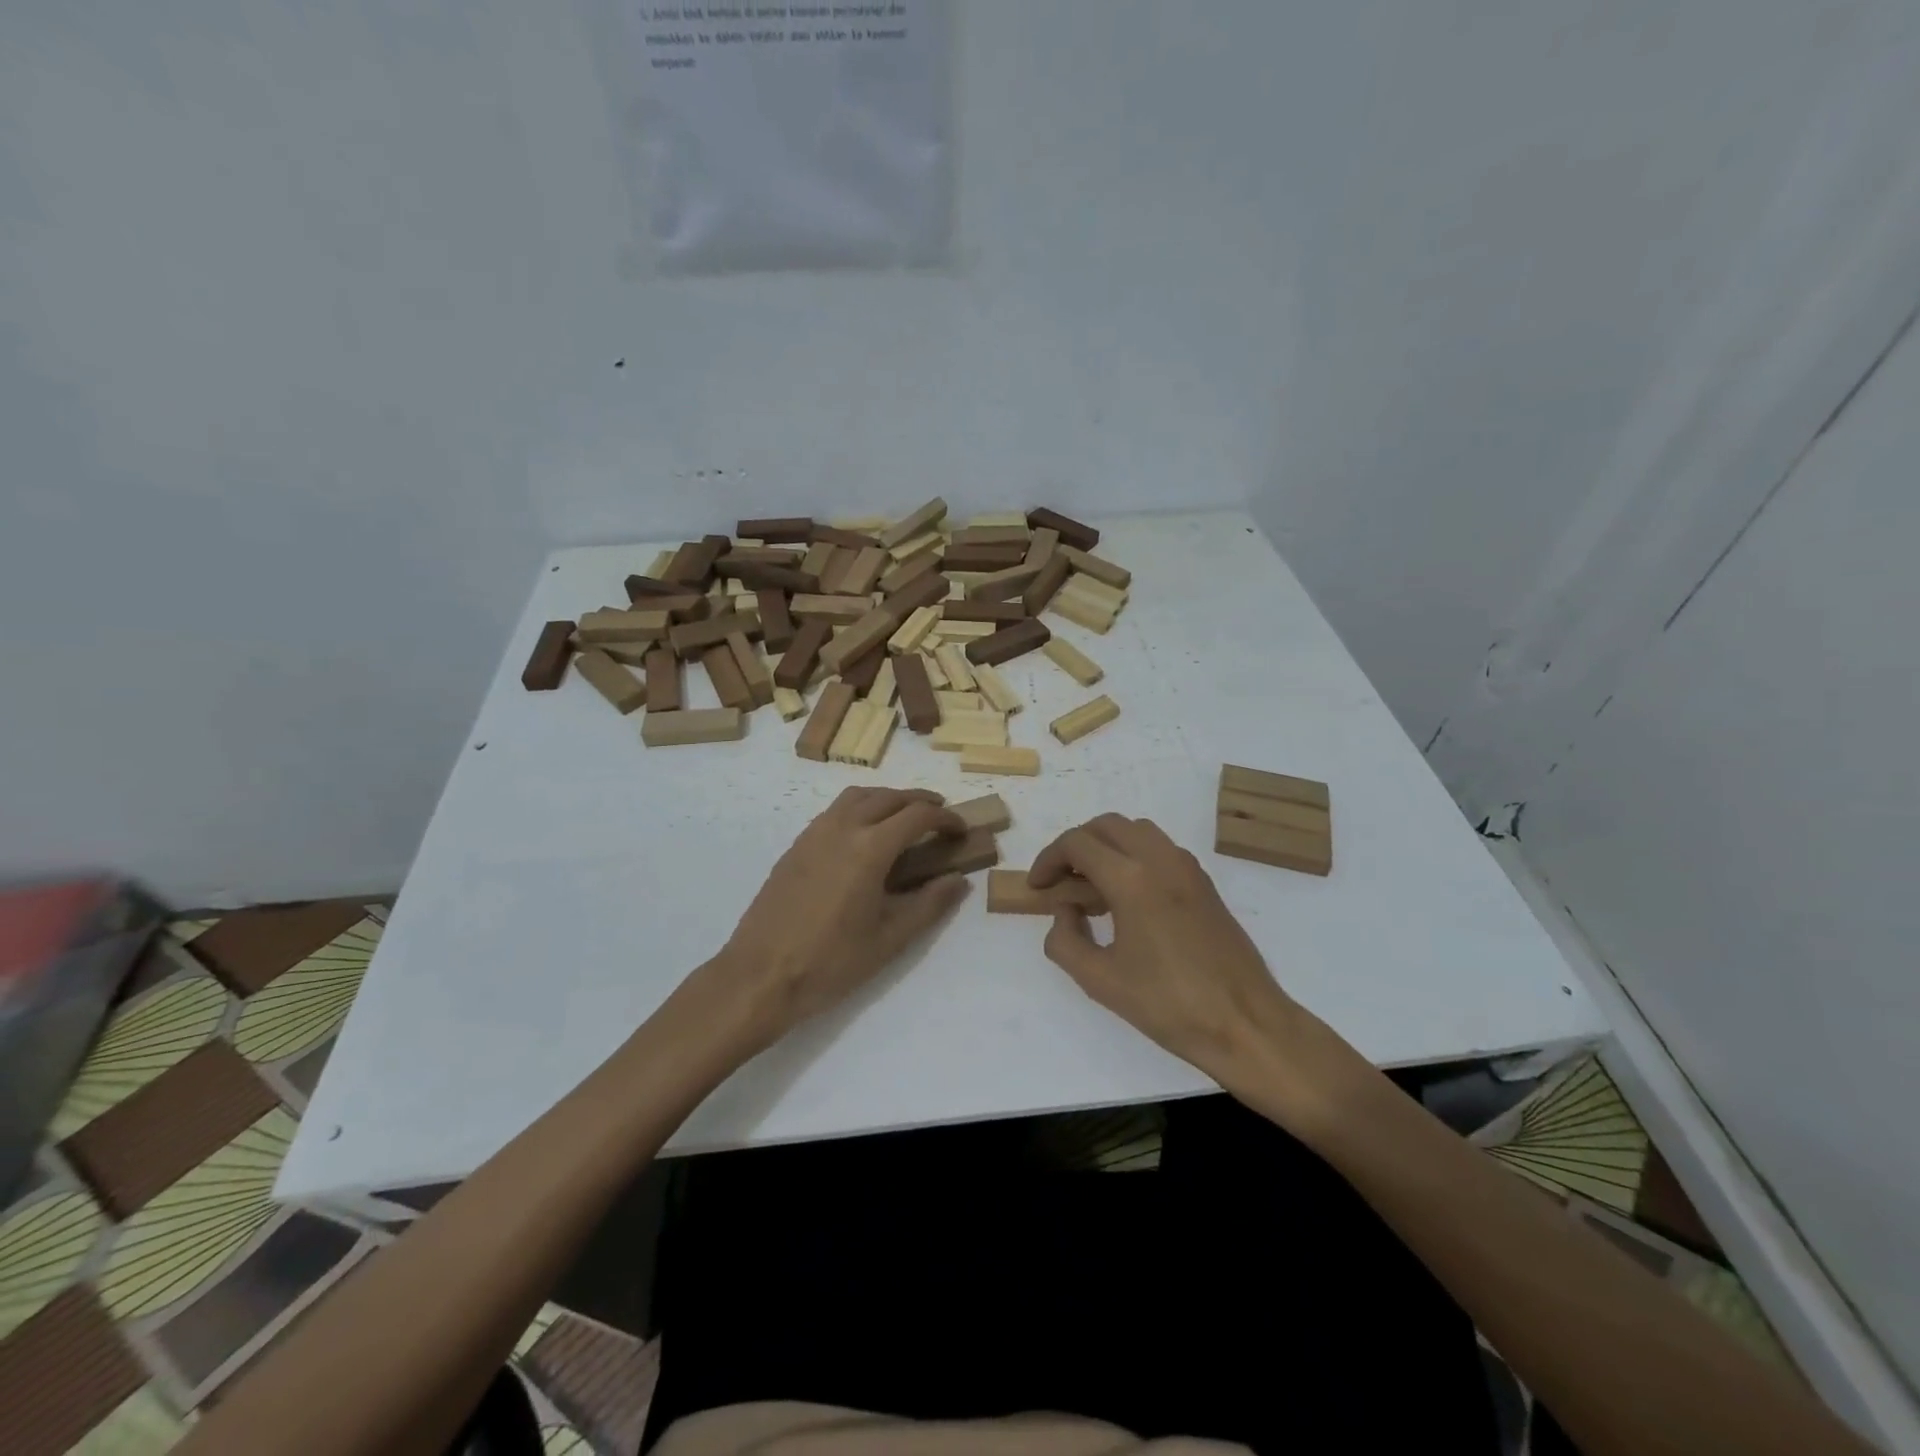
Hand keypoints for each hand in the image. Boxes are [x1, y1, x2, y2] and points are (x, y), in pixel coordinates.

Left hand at [713, 787, 969, 1047]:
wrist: (760, 976)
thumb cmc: (831, 962)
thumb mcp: (890, 939)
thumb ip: (930, 904)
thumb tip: (958, 880)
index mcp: (870, 848)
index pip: (917, 815)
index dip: (945, 818)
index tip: (961, 830)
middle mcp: (842, 828)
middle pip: (888, 796)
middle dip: (919, 801)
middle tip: (939, 816)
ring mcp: (813, 834)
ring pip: (857, 796)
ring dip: (886, 798)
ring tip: (903, 819)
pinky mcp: (795, 846)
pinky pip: (834, 811)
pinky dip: (859, 809)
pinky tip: (863, 838)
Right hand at [1030, 815, 1357, 1109]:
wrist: (1245, 1023)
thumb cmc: (1168, 1005)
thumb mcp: (1099, 980)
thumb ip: (1065, 940)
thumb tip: (1065, 912)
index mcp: (1131, 879)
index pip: (1078, 844)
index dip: (1049, 860)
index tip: (1037, 887)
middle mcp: (1160, 860)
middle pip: (1107, 826)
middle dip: (1076, 846)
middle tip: (1060, 881)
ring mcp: (1188, 868)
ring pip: (1137, 831)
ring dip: (1107, 847)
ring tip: (1092, 888)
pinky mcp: (1204, 883)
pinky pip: (1160, 849)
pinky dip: (1134, 857)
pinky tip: (1128, 899)